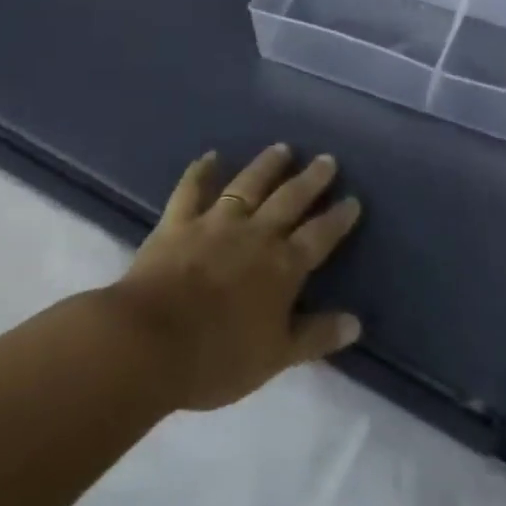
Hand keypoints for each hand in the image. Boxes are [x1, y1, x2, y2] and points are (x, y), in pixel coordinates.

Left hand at [107, 144, 363, 411]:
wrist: (148, 343)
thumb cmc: (217, 357)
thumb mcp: (275, 357)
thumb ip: (316, 336)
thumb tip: (356, 323)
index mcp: (283, 266)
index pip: (319, 236)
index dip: (338, 218)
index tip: (353, 200)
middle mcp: (255, 235)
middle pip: (290, 200)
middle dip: (311, 180)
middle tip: (326, 159)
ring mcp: (215, 224)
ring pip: (247, 185)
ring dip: (266, 166)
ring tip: (282, 148)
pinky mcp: (177, 224)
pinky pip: (191, 190)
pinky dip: (200, 172)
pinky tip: (209, 156)